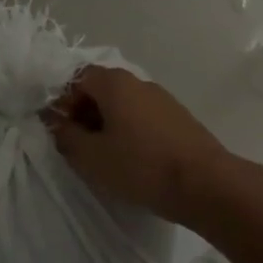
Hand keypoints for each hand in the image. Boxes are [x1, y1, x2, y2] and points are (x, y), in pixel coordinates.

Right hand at [44, 66, 239, 225]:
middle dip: (84, 113)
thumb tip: (56, 121)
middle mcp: (139, 82)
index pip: (78, 78)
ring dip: (107, 124)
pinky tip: (132, 160)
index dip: (63, 101)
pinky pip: (143, 118)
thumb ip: (66, 136)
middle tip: (78, 145)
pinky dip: (130, 132)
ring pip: (124, 105)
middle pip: (101, 89)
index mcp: (115, 83)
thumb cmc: (140, 166)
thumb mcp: (90, 156)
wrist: (206, 184)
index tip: (59, 129)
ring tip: (104, 157)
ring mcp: (163, 100)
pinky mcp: (179, 119)